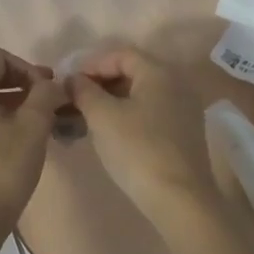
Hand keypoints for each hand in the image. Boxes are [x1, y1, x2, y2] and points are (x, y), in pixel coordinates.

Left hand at [0, 49, 66, 237]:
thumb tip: (51, 84)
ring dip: (12, 105)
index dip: (28, 67)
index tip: (48, 90)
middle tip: (49, 105)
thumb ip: (45, 96)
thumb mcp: (33, 128)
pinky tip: (17, 143)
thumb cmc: (3, 169)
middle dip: (22, 85)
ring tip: (38, 125)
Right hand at [66, 45, 218, 213]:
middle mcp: (177, 84)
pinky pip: (150, 112)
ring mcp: (184, 109)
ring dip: (111, 101)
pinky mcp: (184, 133)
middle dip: (100, 83)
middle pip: (132, 72)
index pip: (120, 54)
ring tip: (86, 118)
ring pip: (140, 95)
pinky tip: (109, 133)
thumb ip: (83, 91)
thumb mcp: (102, 116)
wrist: (179, 199)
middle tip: (74, 100)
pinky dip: (127, 115)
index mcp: (159, 72)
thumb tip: (73, 79)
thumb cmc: (137, 149)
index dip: (91, 64)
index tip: (69, 82)